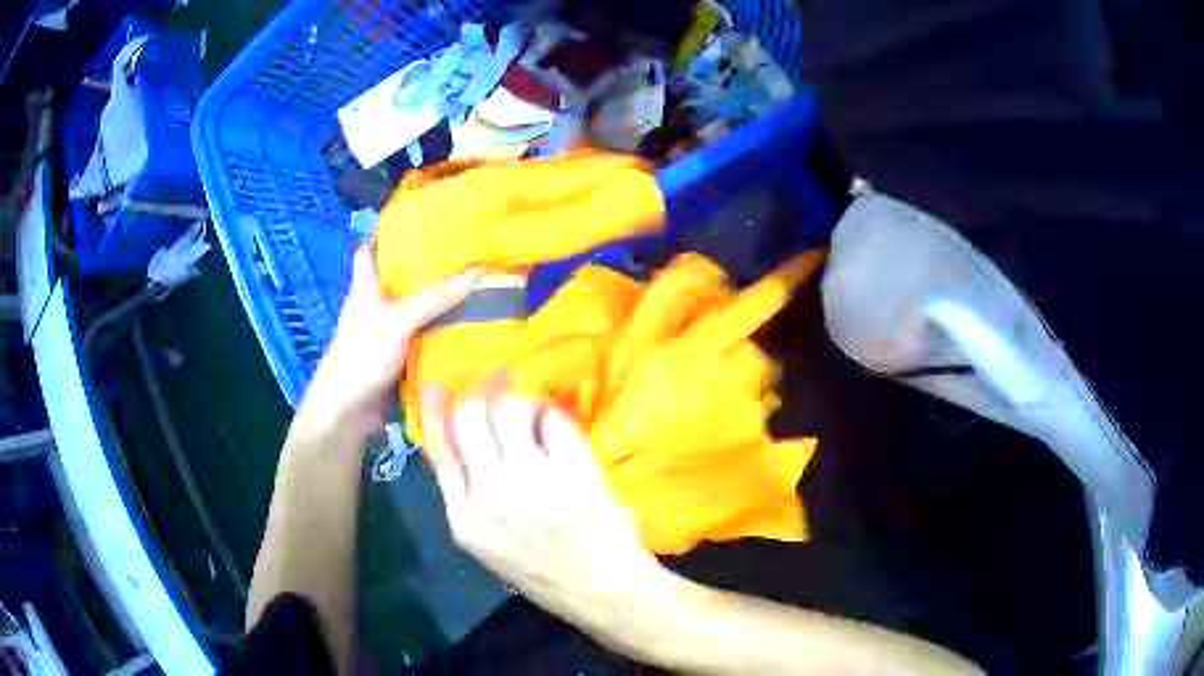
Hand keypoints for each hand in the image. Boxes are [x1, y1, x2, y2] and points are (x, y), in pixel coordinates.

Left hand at [297, 247, 478, 432]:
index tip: (411, 219)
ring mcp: (384, 332)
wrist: (349, 409)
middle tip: (456, 249)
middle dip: (421, 265)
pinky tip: (462, 324)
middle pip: (396, 278)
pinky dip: (437, 329)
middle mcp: (373, 305)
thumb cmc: (364, 354)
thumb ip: (436, 298)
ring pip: (411, 308)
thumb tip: (478, 272)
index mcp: (365, 287)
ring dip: (434, 300)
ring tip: (468, 282)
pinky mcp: (394, 356)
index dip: (384, 233)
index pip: (368, 250)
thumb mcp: (400, 320)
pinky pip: (420, 335)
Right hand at [421, 386, 670, 648]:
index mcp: (465, 521)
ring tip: (534, 409)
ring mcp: (529, 480)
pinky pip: (554, 421)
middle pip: (470, 420)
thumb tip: (471, 449)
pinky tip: (561, 427)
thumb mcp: (493, 548)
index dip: (438, 413)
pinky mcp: (569, 470)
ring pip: (510, 410)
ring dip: (521, 402)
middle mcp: (488, 496)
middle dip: (484, 400)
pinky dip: (556, 418)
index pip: (440, 452)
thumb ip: (474, 502)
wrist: (602, 591)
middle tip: (499, 389)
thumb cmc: (549, 576)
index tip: (438, 385)